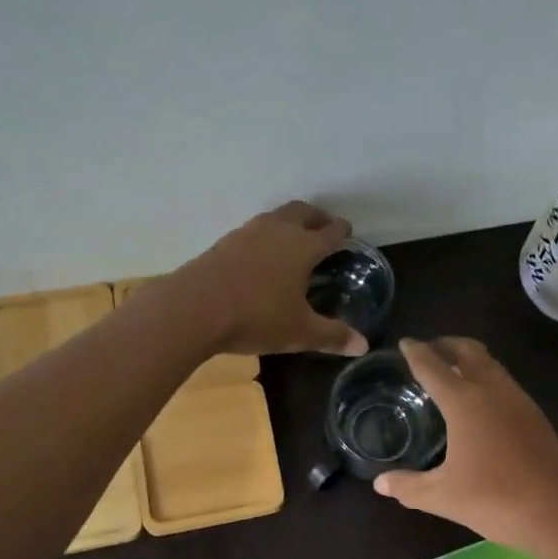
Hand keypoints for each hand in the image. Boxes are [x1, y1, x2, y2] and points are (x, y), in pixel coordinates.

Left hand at [176, 202, 369, 357]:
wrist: (194, 308)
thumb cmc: (256, 317)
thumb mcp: (299, 332)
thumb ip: (332, 336)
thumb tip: (363, 346)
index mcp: (303, 246)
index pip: (330, 232)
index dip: (342, 231)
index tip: (348, 233)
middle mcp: (277, 230)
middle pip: (302, 212)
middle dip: (317, 217)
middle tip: (325, 227)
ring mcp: (247, 233)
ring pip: (275, 217)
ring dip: (289, 223)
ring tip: (293, 240)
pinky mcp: (223, 243)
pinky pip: (253, 232)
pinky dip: (265, 237)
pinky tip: (261, 257)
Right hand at [374, 338, 557, 556]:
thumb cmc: (497, 498)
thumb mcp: (443, 496)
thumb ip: (409, 487)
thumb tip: (380, 483)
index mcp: (464, 401)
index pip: (433, 366)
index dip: (415, 352)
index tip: (404, 342)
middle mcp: (493, 390)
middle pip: (468, 351)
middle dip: (446, 344)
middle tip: (429, 350)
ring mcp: (520, 402)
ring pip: (492, 365)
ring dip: (470, 359)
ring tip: (453, 372)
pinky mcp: (537, 418)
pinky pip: (506, 384)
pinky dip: (487, 379)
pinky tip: (482, 404)